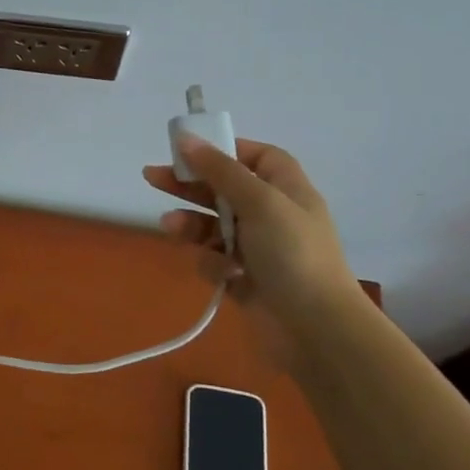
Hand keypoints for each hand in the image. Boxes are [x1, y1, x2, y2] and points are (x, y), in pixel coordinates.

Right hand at [143, 138, 360, 337]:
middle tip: (153, 178)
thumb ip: (220, 169)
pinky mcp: (245, 279)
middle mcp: (273, 215)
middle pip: (224, 188)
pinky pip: (216, 260)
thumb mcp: (259, 202)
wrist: (317, 330)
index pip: (257, 157)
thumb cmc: (293, 254)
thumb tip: (187, 138)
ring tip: (171, 228)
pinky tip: (222, 274)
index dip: (226, 150)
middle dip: (190, 184)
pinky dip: (213, 264)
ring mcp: (258, 249)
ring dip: (191, 224)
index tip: (192, 150)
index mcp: (286, 190)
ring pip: (213, 225)